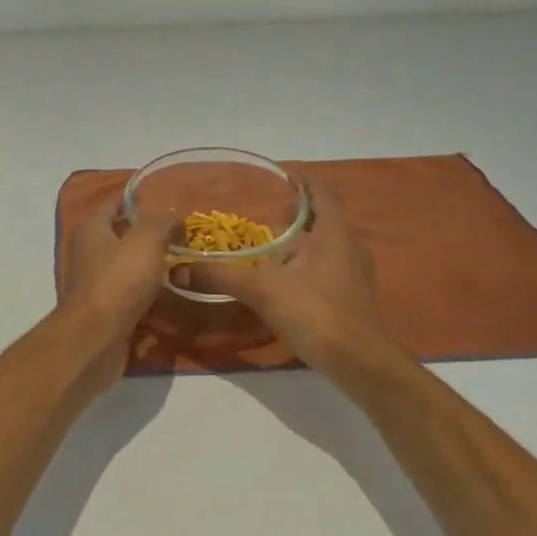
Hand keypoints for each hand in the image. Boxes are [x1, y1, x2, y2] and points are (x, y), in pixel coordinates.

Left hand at [57, 197, 179, 391]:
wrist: (96, 339)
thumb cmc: (118, 281)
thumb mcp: (145, 240)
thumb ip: (161, 221)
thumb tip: (173, 213)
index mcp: (92, 230)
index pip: (114, 203)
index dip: (139, 200)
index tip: (168, 202)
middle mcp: (88, 254)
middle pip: (122, 237)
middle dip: (150, 237)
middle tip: (182, 237)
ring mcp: (95, 285)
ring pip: (128, 269)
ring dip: (152, 269)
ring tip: (183, 267)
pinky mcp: (104, 312)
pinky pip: (130, 297)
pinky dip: (148, 296)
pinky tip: (170, 298)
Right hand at [181, 177, 397, 379]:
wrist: (357, 362)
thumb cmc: (316, 313)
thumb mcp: (263, 290)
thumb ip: (222, 276)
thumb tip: (178, 268)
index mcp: (335, 234)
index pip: (323, 193)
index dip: (304, 180)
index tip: (283, 173)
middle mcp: (350, 248)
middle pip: (325, 220)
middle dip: (299, 213)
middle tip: (268, 210)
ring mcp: (355, 276)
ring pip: (327, 248)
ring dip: (302, 243)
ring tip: (270, 247)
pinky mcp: (353, 301)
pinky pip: (328, 271)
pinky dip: (307, 268)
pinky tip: (285, 282)